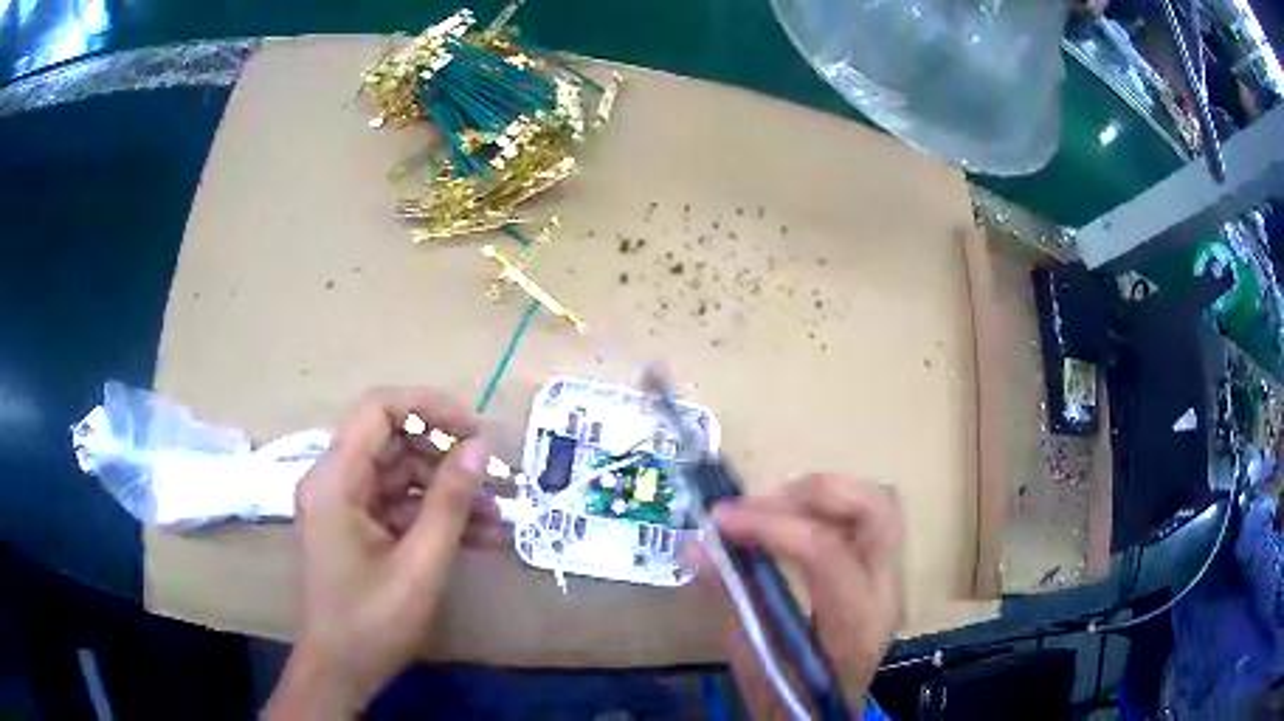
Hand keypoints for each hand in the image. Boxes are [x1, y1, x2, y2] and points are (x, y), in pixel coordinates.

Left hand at [265, 387, 498, 719]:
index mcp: (336, 479)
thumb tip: (481, 448)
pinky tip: (479, 538)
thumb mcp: (420, 564)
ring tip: (499, 517)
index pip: (379, 409)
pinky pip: (398, 505)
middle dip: (448, 458)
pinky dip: (435, 516)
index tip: (477, 431)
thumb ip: (450, 502)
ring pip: (401, 475)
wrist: (340, 670)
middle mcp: (334, 480)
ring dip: (449, 492)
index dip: (431, 408)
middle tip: (498, 480)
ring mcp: (344, 504)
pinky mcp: (356, 526)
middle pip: (394, 442)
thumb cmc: (373, 621)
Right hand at [699, 474, 904, 717]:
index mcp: (854, 627)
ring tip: (770, 508)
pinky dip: (827, 508)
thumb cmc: (787, 698)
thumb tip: (696, 546)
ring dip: (823, 495)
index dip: (773, 526)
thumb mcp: (752, 658)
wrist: (824, 718)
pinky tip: (790, 520)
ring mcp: (891, 581)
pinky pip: (865, 521)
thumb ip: (732, 598)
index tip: (722, 519)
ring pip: (878, 506)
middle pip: (876, 511)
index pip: (827, 553)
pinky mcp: (883, 575)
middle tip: (759, 503)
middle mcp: (885, 595)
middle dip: (815, 492)